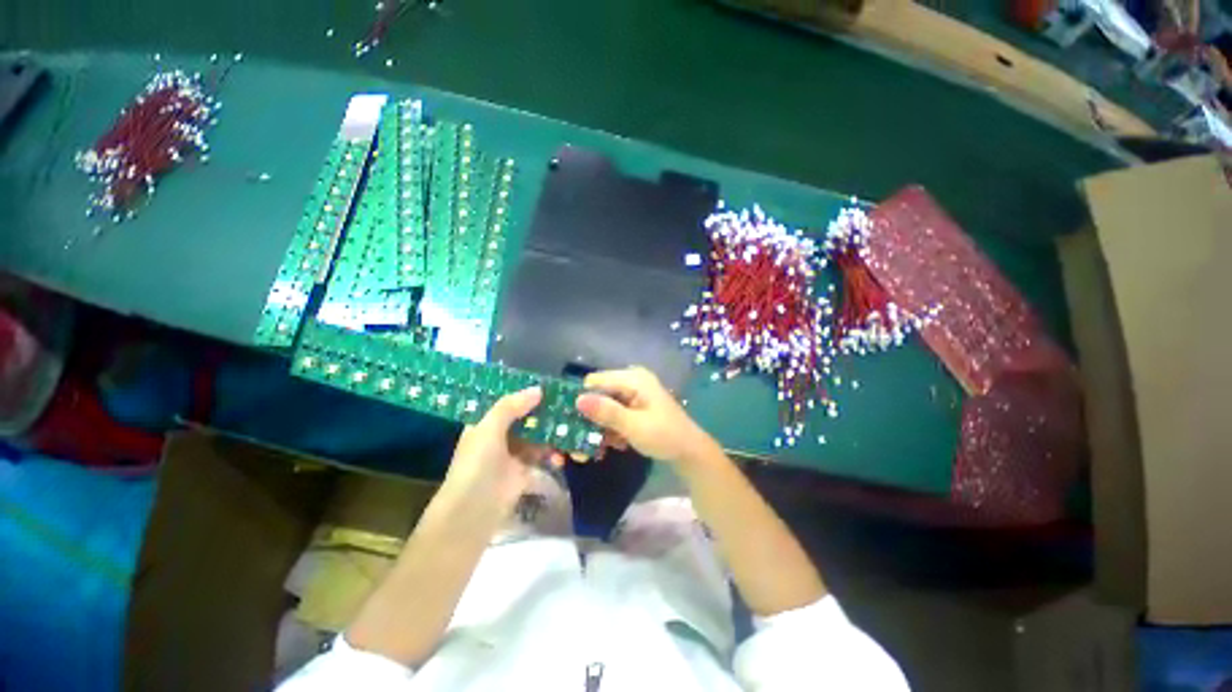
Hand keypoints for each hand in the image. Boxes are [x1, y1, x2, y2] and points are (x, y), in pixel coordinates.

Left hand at [438, 387, 561, 524]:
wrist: (471, 516)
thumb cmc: (476, 466)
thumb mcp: (488, 430)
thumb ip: (511, 407)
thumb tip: (538, 389)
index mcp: (485, 424)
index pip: (508, 403)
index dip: (526, 394)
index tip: (550, 386)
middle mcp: (499, 437)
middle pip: (526, 420)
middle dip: (545, 414)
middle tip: (568, 406)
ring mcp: (511, 456)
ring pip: (536, 438)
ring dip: (552, 435)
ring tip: (570, 429)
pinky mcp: (523, 474)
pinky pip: (542, 458)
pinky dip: (552, 456)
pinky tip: (561, 456)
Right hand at [576, 366, 718, 468]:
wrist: (690, 452)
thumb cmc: (664, 436)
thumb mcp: (633, 426)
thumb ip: (606, 412)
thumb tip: (577, 400)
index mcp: (633, 378)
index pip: (595, 381)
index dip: (580, 399)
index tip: (568, 421)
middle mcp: (632, 381)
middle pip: (599, 394)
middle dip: (590, 418)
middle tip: (579, 442)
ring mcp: (634, 394)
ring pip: (605, 407)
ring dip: (600, 427)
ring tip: (597, 449)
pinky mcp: (635, 407)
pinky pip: (615, 414)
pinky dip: (611, 429)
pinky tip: (614, 445)